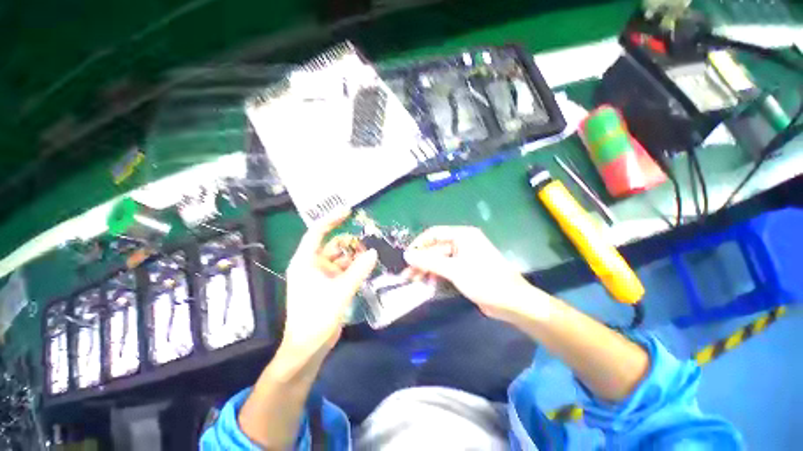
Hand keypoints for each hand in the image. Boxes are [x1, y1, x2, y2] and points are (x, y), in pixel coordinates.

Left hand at [281, 211, 377, 361]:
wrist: (308, 348)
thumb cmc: (316, 317)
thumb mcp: (340, 291)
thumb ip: (358, 270)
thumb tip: (374, 252)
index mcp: (305, 262)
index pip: (317, 233)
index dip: (331, 219)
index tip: (348, 210)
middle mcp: (312, 265)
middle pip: (332, 245)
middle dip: (349, 241)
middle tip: (369, 238)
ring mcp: (321, 276)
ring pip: (340, 258)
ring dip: (354, 255)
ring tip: (372, 252)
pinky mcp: (329, 285)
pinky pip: (344, 270)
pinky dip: (354, 267)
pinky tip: (367, 266)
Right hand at [403, 226, 547, 322]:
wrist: (512, 303)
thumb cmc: (484, 280)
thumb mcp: (454, 270)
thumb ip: (429, 261)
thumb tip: (407, 254)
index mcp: (462, 235)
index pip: (434, 233)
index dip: (419, 244)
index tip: (406, 257)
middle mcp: (462, 243)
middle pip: (435, 249)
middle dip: (421, 262)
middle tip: (406, 276)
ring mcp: (463, 257)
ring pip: (439, 260)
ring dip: (427, 270)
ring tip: (413, 282)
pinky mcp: (465, 270)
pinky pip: (446, 269)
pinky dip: (436, 276)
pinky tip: (427, 285)